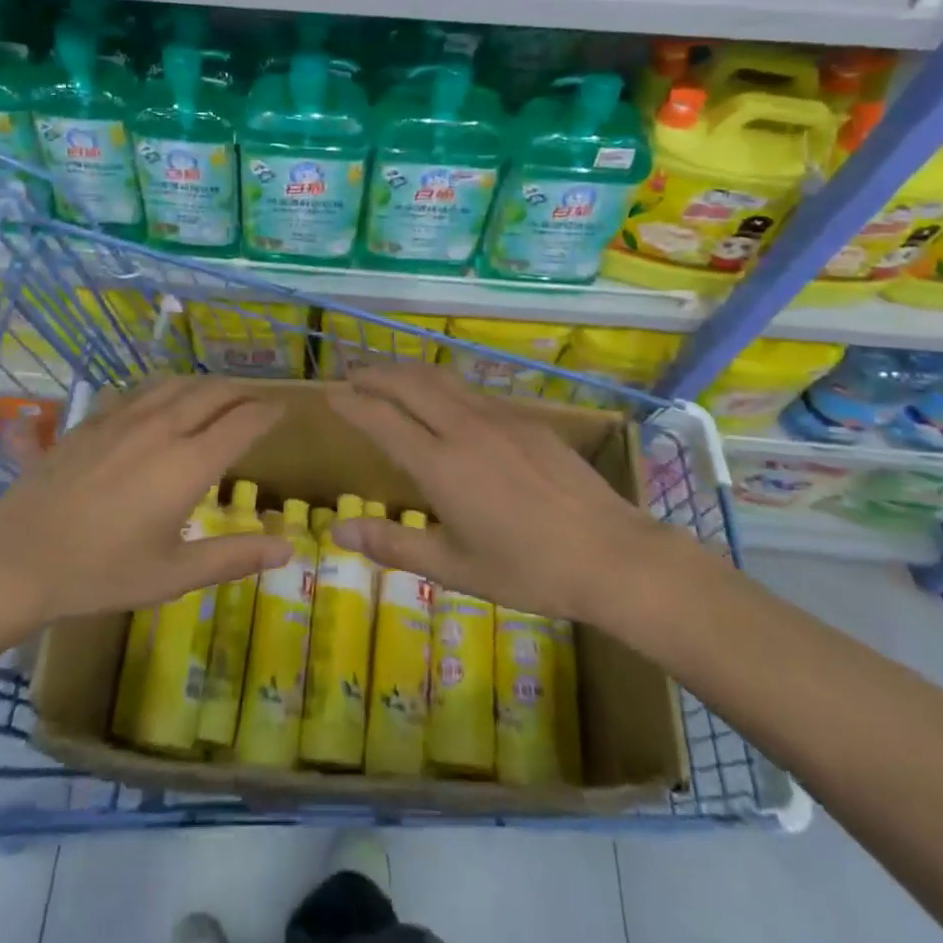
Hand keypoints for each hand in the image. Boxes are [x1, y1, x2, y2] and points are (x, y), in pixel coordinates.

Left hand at [0, 377, 293, 631]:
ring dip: (206, 385)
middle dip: (243, 393)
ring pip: (177, 383)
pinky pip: (139, 389)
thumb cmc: (100, 572)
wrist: (14, 558)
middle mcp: (162, 427)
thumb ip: (233, 557)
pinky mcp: (93, 420)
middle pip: (214, 392)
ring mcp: (124, 418)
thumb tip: (288, 549)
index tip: (285, 410)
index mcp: (189, 462)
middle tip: (258, 403)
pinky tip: (159, 401)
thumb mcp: (173, 574)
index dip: (269, 412)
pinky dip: (165, 389)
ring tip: (218, 396)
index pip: (243, 421)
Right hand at [327, 363, 686, 625]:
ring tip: (390, 377)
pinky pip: (472, 391)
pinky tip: (446, 400)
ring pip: (443, 379)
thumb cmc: (528, 569)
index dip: (352, 403)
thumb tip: (338, 529)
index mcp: (441, 465)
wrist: (612, 555)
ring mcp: (499, 418)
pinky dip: (443, 385)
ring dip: (408, 372)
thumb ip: (393, 544)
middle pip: (410, 383)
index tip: (330, 394)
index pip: (382, 419)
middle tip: (353, 376)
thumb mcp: (454, 567)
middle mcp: (465, 428)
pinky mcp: (527, 419)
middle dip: (376, 374)